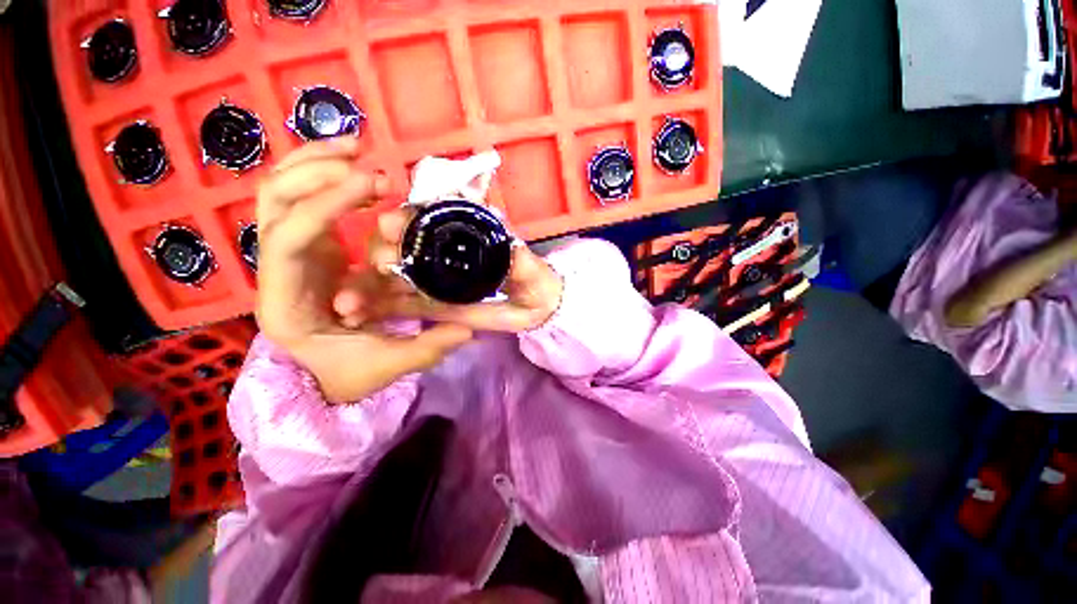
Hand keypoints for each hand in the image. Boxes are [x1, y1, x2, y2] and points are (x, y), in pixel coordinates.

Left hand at [256, 139, 472, 403]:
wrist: (321, 379)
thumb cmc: (346, 374)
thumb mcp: (388, 367)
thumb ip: (427, 348)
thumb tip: (468, 329)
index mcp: (287, 303)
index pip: (289, 240)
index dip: (327, 204)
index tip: (375, 189)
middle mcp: (276, 271)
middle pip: (273, 203)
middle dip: (318, 174)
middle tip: (373, 171)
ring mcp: (291, 256)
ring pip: (279, 193)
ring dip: (312, 162)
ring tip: (357, 147)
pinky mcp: (310, 249)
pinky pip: (300, 198)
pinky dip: (318, 172)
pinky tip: (349, 162)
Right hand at [335, 208, 564, 332]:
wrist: (535, 309)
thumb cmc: (535, 282)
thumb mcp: (531, 271)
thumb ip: (522, 260)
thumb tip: (510, 242)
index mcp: (461, 237)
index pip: (427, 221)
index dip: (407, 219)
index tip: (390, 225)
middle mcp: (440, 255)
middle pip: (401, 246)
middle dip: (381, 251)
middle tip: (380, 263)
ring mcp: (432, 282)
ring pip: (392, 278)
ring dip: (367, 287)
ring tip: (347, 304)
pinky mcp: (430, 305)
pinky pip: (400, 305)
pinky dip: (377, 310)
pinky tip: (354, 318)